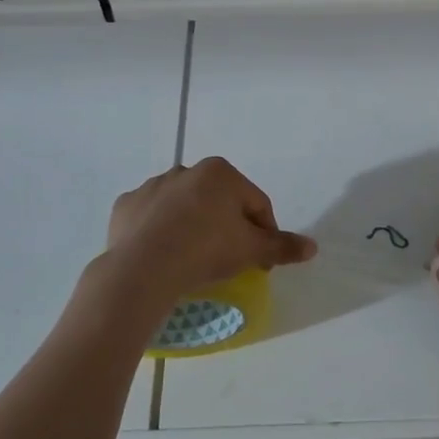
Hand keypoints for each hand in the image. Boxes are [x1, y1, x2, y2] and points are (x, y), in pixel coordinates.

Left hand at [102, 158, 315, 307]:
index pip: (256, 203)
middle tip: (229, 259)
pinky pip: (150, 218)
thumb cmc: (206, 249)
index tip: (261, 260)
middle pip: (218, 202)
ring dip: (192, 226)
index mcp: (220, 173)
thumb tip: (313, 246)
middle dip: (227, 226)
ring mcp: (152, 186)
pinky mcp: (126, 206)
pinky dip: (158, 232)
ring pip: (183, 208)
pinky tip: (162, 255)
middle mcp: (186, 170)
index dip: (264, 232)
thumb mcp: (252, 250)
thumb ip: (282, 246)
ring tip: (193, 260)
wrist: (143, 268)